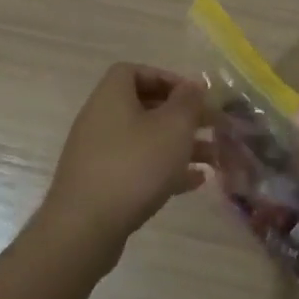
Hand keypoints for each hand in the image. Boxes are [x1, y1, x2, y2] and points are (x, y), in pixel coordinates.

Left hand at [40, 64, 211, 245]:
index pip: (134, 71)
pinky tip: (194, 182)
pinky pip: (137, 167)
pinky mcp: (101, 184)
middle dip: (180, 116)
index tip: (192, 95)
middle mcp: (100, 119)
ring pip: (145, 140)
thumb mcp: (173, 127)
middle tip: (210, 126)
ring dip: (178, 145)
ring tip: (213, 158)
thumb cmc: (134, 166)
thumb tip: (193, 85)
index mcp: (111, 96)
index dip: (166, 78)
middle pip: (143, 107)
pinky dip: (164, 169)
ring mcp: (98, 153)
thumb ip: (188, 102)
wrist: (85, 227)